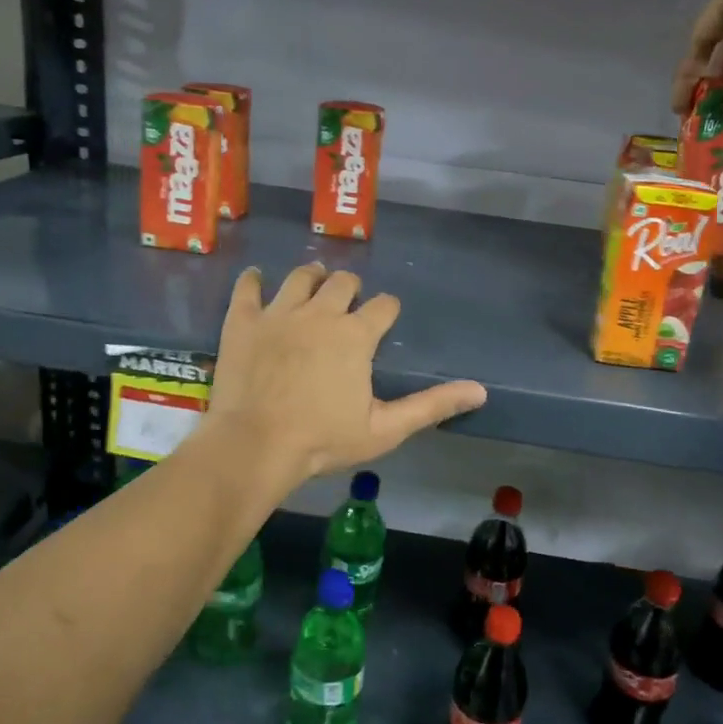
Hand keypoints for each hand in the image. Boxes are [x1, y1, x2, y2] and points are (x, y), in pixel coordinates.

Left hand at [205, 263, 486, 485]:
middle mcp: (320, 312)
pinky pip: (248, 287)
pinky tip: (257, 279)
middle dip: (350, 289)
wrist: (255, 446)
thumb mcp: (385, 429)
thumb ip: (431, 405)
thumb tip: (480, 391)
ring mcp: (278, 313)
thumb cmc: (323, 440)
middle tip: (346, 303)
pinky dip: (254, 280)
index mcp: (356, 335)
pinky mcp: (243, 320)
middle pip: (342, 282)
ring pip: (300, 277)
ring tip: (312, 284)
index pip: (383, 306)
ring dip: (311, 278)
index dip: (387, 309)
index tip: (384, 318)